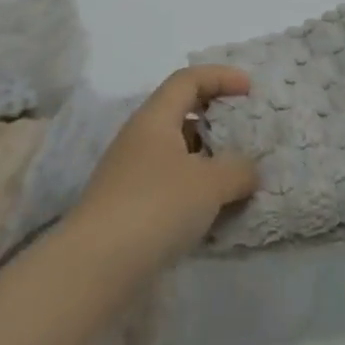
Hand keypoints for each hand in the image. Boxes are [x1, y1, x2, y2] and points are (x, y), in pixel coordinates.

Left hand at [65, 65, 258, 275]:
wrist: (95, 268)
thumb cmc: (155, 207)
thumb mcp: (209, 184)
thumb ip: (238, 169)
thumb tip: (249, 170)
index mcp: (154, 119)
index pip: (188, 80)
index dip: (220, 76)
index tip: (250, 89)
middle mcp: (139, 139)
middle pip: (181, 113)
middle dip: (215, 118)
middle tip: (245, 132)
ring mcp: (130, 175)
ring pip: (176, 153)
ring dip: (207, 159)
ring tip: (238, 176)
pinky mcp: (128, 209)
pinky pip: (170, 185)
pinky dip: (195, 189)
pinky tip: (214, 211)